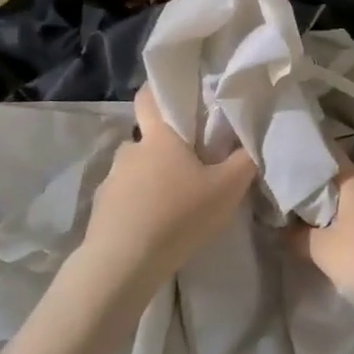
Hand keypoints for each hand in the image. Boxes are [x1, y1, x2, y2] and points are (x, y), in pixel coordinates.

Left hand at [80, 86, 257, 294]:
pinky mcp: (101, 209)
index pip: (149, 96)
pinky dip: (138, 205)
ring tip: (173, 202)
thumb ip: (245, 161)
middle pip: (148, 138)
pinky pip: (124, 198)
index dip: (160, 90)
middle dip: (166, 146)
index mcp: (159, 137)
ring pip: (136, 170)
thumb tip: (252, 141)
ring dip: (152, 179)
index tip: (176, 96)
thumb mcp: (228, 189)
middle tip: (190, 164)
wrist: (123, 263)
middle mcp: (130, 151)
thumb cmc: (178, 215)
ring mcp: (111, 180)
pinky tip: (154, 225)